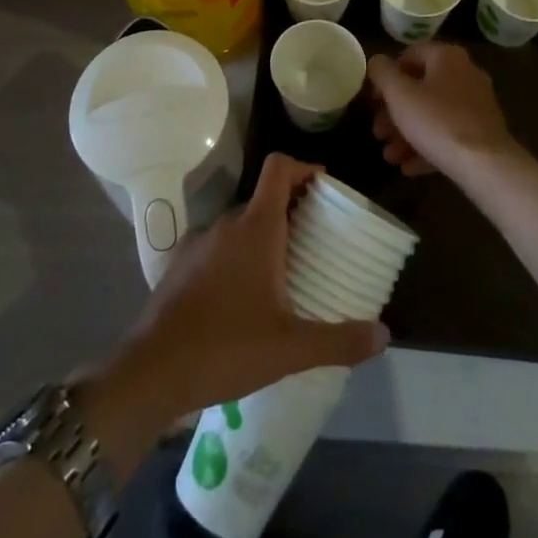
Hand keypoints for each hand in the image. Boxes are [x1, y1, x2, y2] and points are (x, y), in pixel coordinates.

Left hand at [85, 154, 389, 432]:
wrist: (153, 371)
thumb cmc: (227, 347)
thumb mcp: (291, 348)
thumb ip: (340, 340)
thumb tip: (384, 335)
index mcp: (255, 227)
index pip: (279, 168)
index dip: (304, 166)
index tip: (325, 185)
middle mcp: (226, 224)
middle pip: (263, 198)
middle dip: (292, 211)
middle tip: (316, 239)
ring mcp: (199, 242)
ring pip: (240, 225)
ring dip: (264, 237)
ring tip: (284, 273)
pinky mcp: (180, 264)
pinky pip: (218, 247)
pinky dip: (237, 257)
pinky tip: (244, 298)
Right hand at [367, 41, 515, 179]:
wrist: (486, 165)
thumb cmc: (436, 121)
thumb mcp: (398, 94)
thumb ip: (382, 72)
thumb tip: (377, 63)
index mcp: (447, 57)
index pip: (409, 55)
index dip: (386, 75)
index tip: (373, 100)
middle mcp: (465, 73)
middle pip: (420, 88)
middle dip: (394, 113)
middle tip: (378, 133)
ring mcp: (477, 104)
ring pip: (433, 114)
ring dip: (407, 134)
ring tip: (390, 157)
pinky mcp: (483, 132)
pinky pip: (449, 133)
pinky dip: (427, 146)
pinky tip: (409, 167)